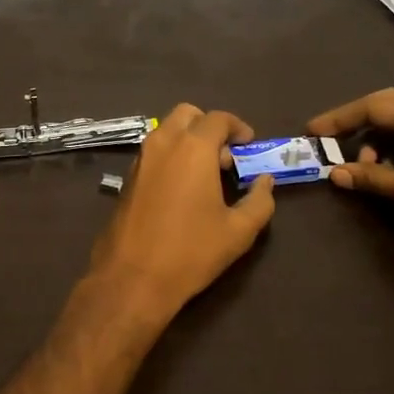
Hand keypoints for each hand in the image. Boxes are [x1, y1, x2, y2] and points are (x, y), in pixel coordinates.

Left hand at [79, 104, 276, 332]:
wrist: (132, 278)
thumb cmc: (191, 251)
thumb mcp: (238, 231)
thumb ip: (259, 201)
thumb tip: (265, 182)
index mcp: (192, 148)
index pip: (218, 119)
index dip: (238, 127)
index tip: (249, 145)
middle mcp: (163, 143)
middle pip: (188, 114)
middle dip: (209, 127)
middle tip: (225, 157)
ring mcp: (140, 159)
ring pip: (167, 131)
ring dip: (189, 140)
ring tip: (206, 175)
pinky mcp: (127, 178)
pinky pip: (153, 151)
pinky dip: (171, 155)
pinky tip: (183, 189)